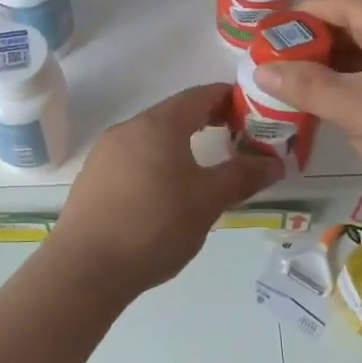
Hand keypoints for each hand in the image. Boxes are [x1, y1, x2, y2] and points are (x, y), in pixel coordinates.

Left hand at [50, 84, 282, 293]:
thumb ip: (242, 176)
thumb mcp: (208, 201)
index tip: (253, 113)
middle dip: (207, 122)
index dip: (229, 99)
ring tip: (204, 169)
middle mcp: (128, 129)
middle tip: (236, 141)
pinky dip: (157, 163)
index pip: (200, 95)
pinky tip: (165, 193)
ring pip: (151, 138)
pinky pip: (133, 159)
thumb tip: (275, 162)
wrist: (86, 267)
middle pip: (174, 114)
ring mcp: (105, 153)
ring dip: (180, 145)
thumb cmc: (154, 225)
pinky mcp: (92, 178)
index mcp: (158, 125)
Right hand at [254, 0, 361, 212]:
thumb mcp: (354, 110)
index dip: (307, 12)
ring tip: (309, 90)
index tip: (274, 33)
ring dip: (342, 67)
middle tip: (286, 66)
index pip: (346, 2)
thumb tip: (261, 69)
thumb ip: (306, 86)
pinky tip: (350, 111)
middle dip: (320, 43)